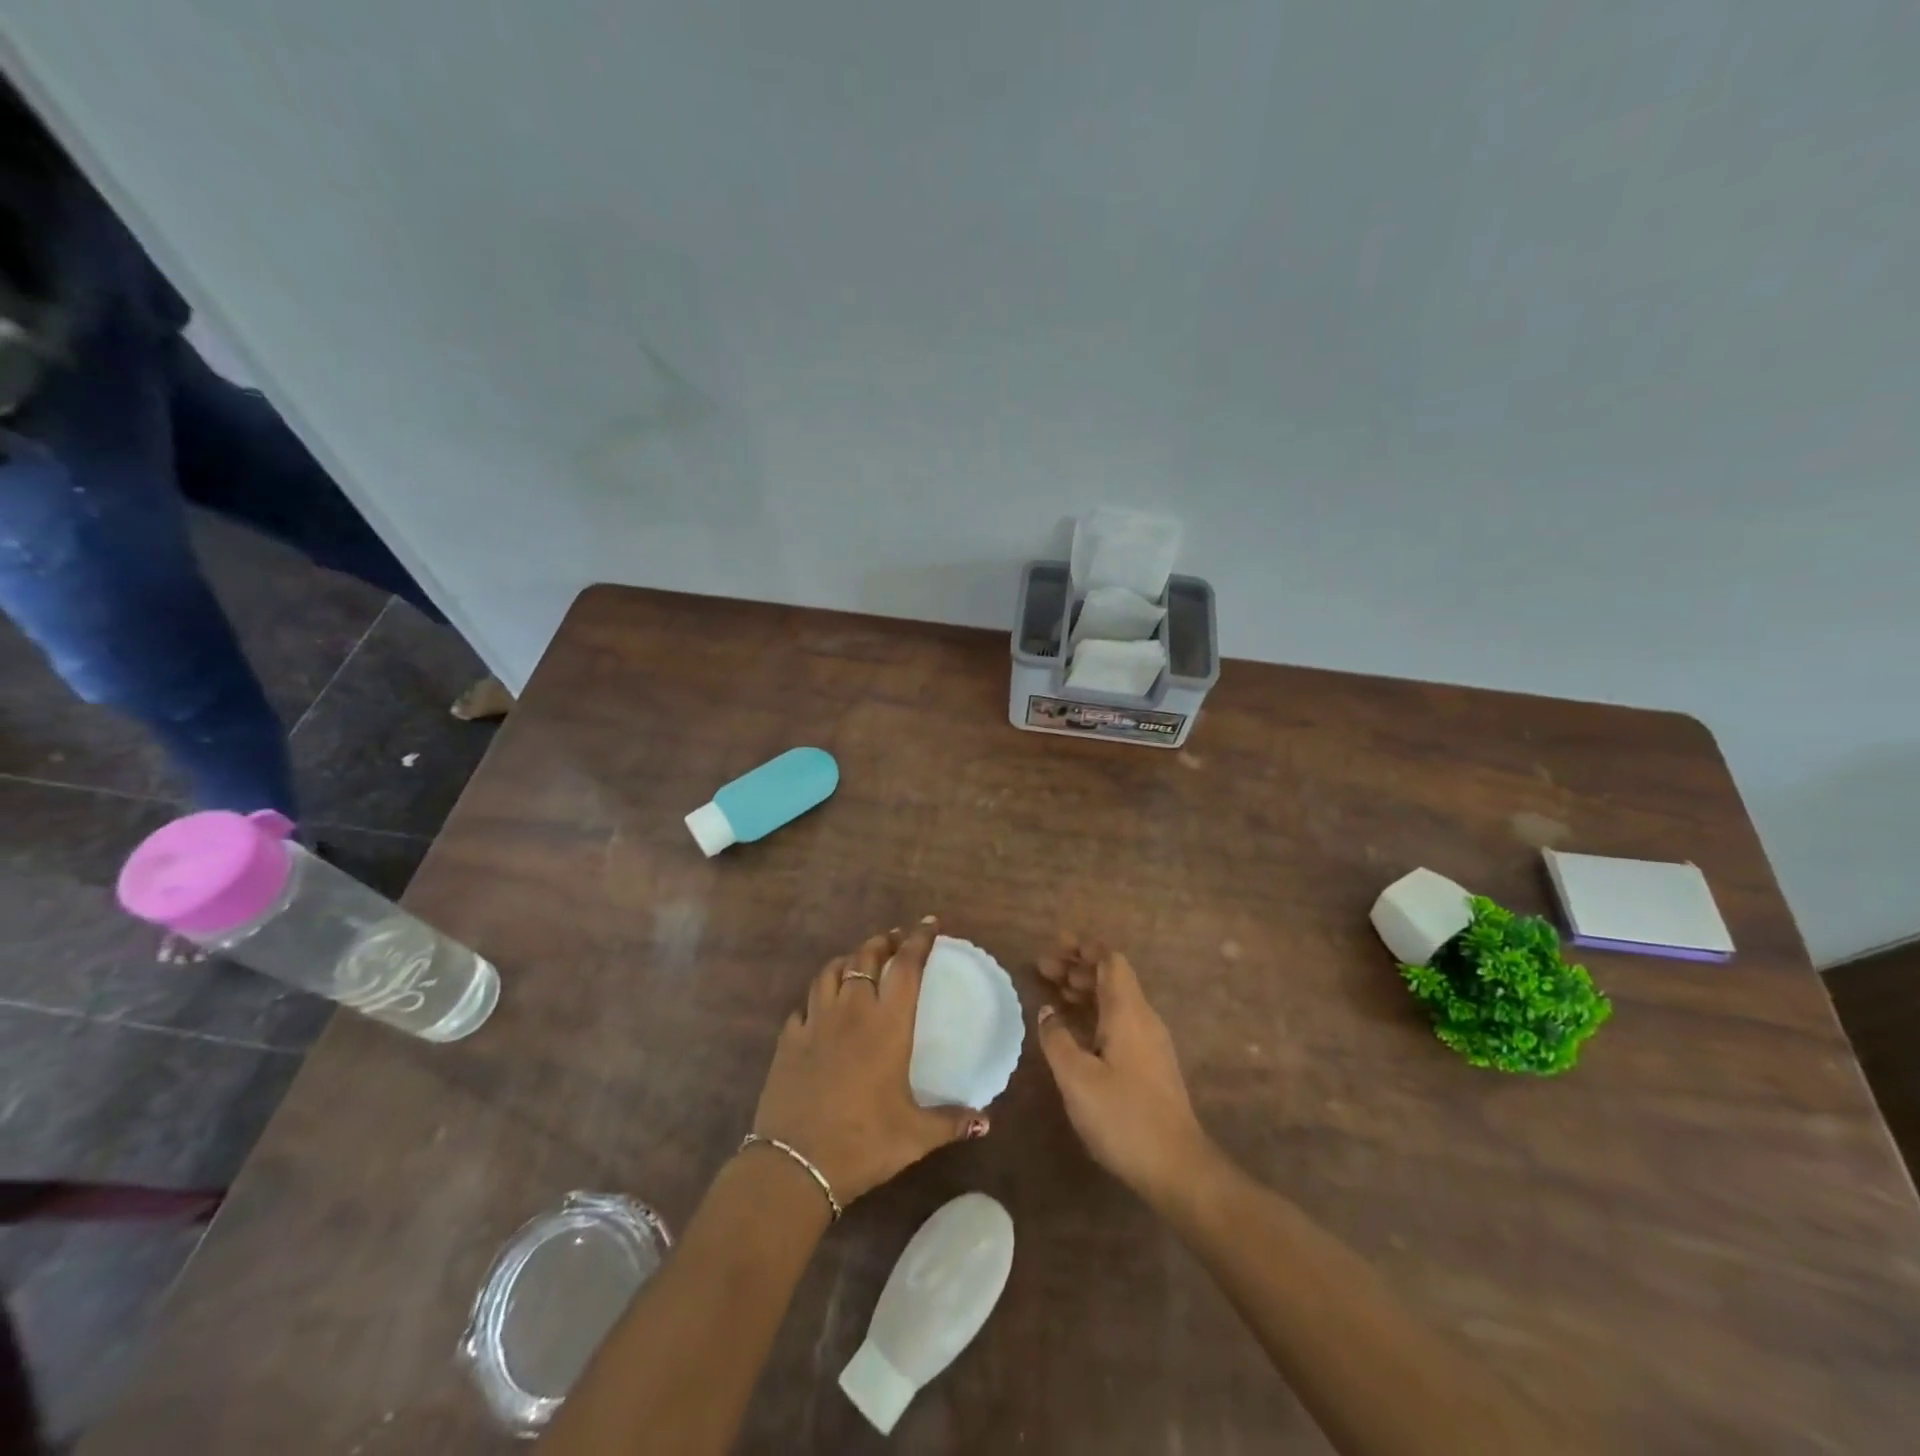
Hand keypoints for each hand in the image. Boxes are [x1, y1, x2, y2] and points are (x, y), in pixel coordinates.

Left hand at [751, 918, 988, 1206]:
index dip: (919, 939)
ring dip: (848, 958)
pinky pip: (804, 1004)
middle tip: (895, 938)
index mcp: (887, 1024)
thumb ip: (951, 1122)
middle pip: (866, 957)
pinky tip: (820, 1006)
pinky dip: (817, 996)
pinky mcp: (788, 1039)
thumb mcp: (915, 1135)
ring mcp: (815, 1022)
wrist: (795, 1164)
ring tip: (859, 959)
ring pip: (831, 971)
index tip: (930, 923)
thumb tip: (986, 1123)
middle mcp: (851, 1011)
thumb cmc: (863, 1142)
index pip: (906, 966)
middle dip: (883, 941)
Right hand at [1035, 936, 1212, 1205]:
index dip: (1084, 948)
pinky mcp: (1150, 1064)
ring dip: (1085, 990)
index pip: (1110, 961)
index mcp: (1128, 1012)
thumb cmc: (1123, 1116)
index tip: (1056, 943)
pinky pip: (1119, 1020)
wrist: (1176, 1167)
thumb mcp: (1077, 1078)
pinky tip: (1075, 1027)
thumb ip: (1057, 1039)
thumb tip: (1048, 1011)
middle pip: (1111, 977)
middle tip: (1042, 967)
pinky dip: (1094, 1012)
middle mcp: (1142, 1018)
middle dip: (1078, 967)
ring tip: (1053, 990)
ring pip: (1115, 1000)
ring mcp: (1149, 1042)